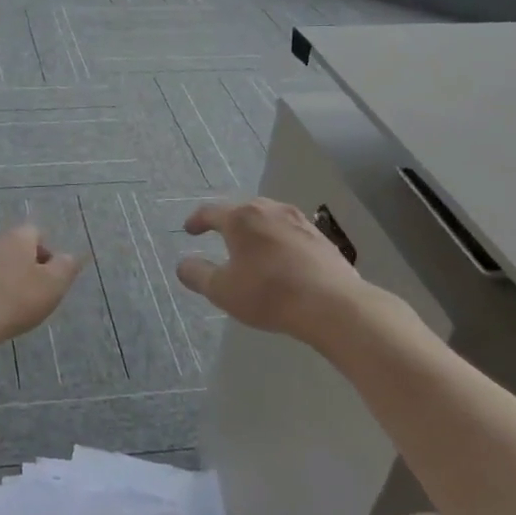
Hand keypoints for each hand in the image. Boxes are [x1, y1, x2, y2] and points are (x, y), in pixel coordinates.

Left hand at [0, 225, 81, 350]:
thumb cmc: (14, 298)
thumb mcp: (53, 284)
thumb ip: (66, 267)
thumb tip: (70, 256)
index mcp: (19, 236)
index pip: (38, 234)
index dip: (49, 255)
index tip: (52, 280)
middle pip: (18, 250)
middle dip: (30, 271)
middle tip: (37, 297)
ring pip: (1, 267)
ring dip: (10, 284)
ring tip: (16, 310)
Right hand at [177, 197, 402, 345]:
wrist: (332, 305)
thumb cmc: (268, 294)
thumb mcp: (222, 290)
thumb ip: (197, 275)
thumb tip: (183, 265)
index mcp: (241, 218)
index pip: (211, 212)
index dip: (197, 221)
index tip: (189, 230)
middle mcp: (269, 210)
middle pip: (242, 210)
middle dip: (228, 222)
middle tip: (219, 235)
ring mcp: (299, 221)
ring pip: (269, 218)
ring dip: (256, 229)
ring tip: (251, 246)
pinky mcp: (321, 237)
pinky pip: (290, 232)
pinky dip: (278, 240)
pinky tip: (281, 259)